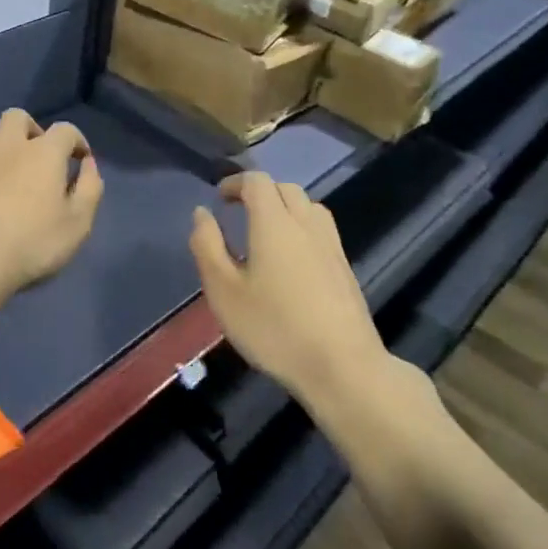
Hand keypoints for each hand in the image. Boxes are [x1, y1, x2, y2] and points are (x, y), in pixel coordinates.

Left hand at [0, 108, 102, 303]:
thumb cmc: (31, 244)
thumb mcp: (78, 224)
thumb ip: (89, 189)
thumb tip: (88, 164)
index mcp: (44, 152)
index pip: (66, 130)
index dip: (76, 141)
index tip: (79, 159)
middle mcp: (7, 143)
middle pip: (18, 117)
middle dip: (29, 129)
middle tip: (33, 154)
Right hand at [189, 173, 391, 409]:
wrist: (343, 368)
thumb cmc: (275, 329)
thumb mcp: (224, 292)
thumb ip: (208, 246)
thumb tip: (202, 213)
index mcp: (274, 222)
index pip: (257, 181)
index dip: (236, 182)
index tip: (220, 198)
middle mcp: (305, 223)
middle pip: (284, 188)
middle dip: (260, 192)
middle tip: (239, 213)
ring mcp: (331, 245)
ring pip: (308, 206)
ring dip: (285, 207)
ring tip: (267, 231)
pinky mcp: (345, 267)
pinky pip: (321, 229)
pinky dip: (302, 227)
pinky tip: (293, 259)